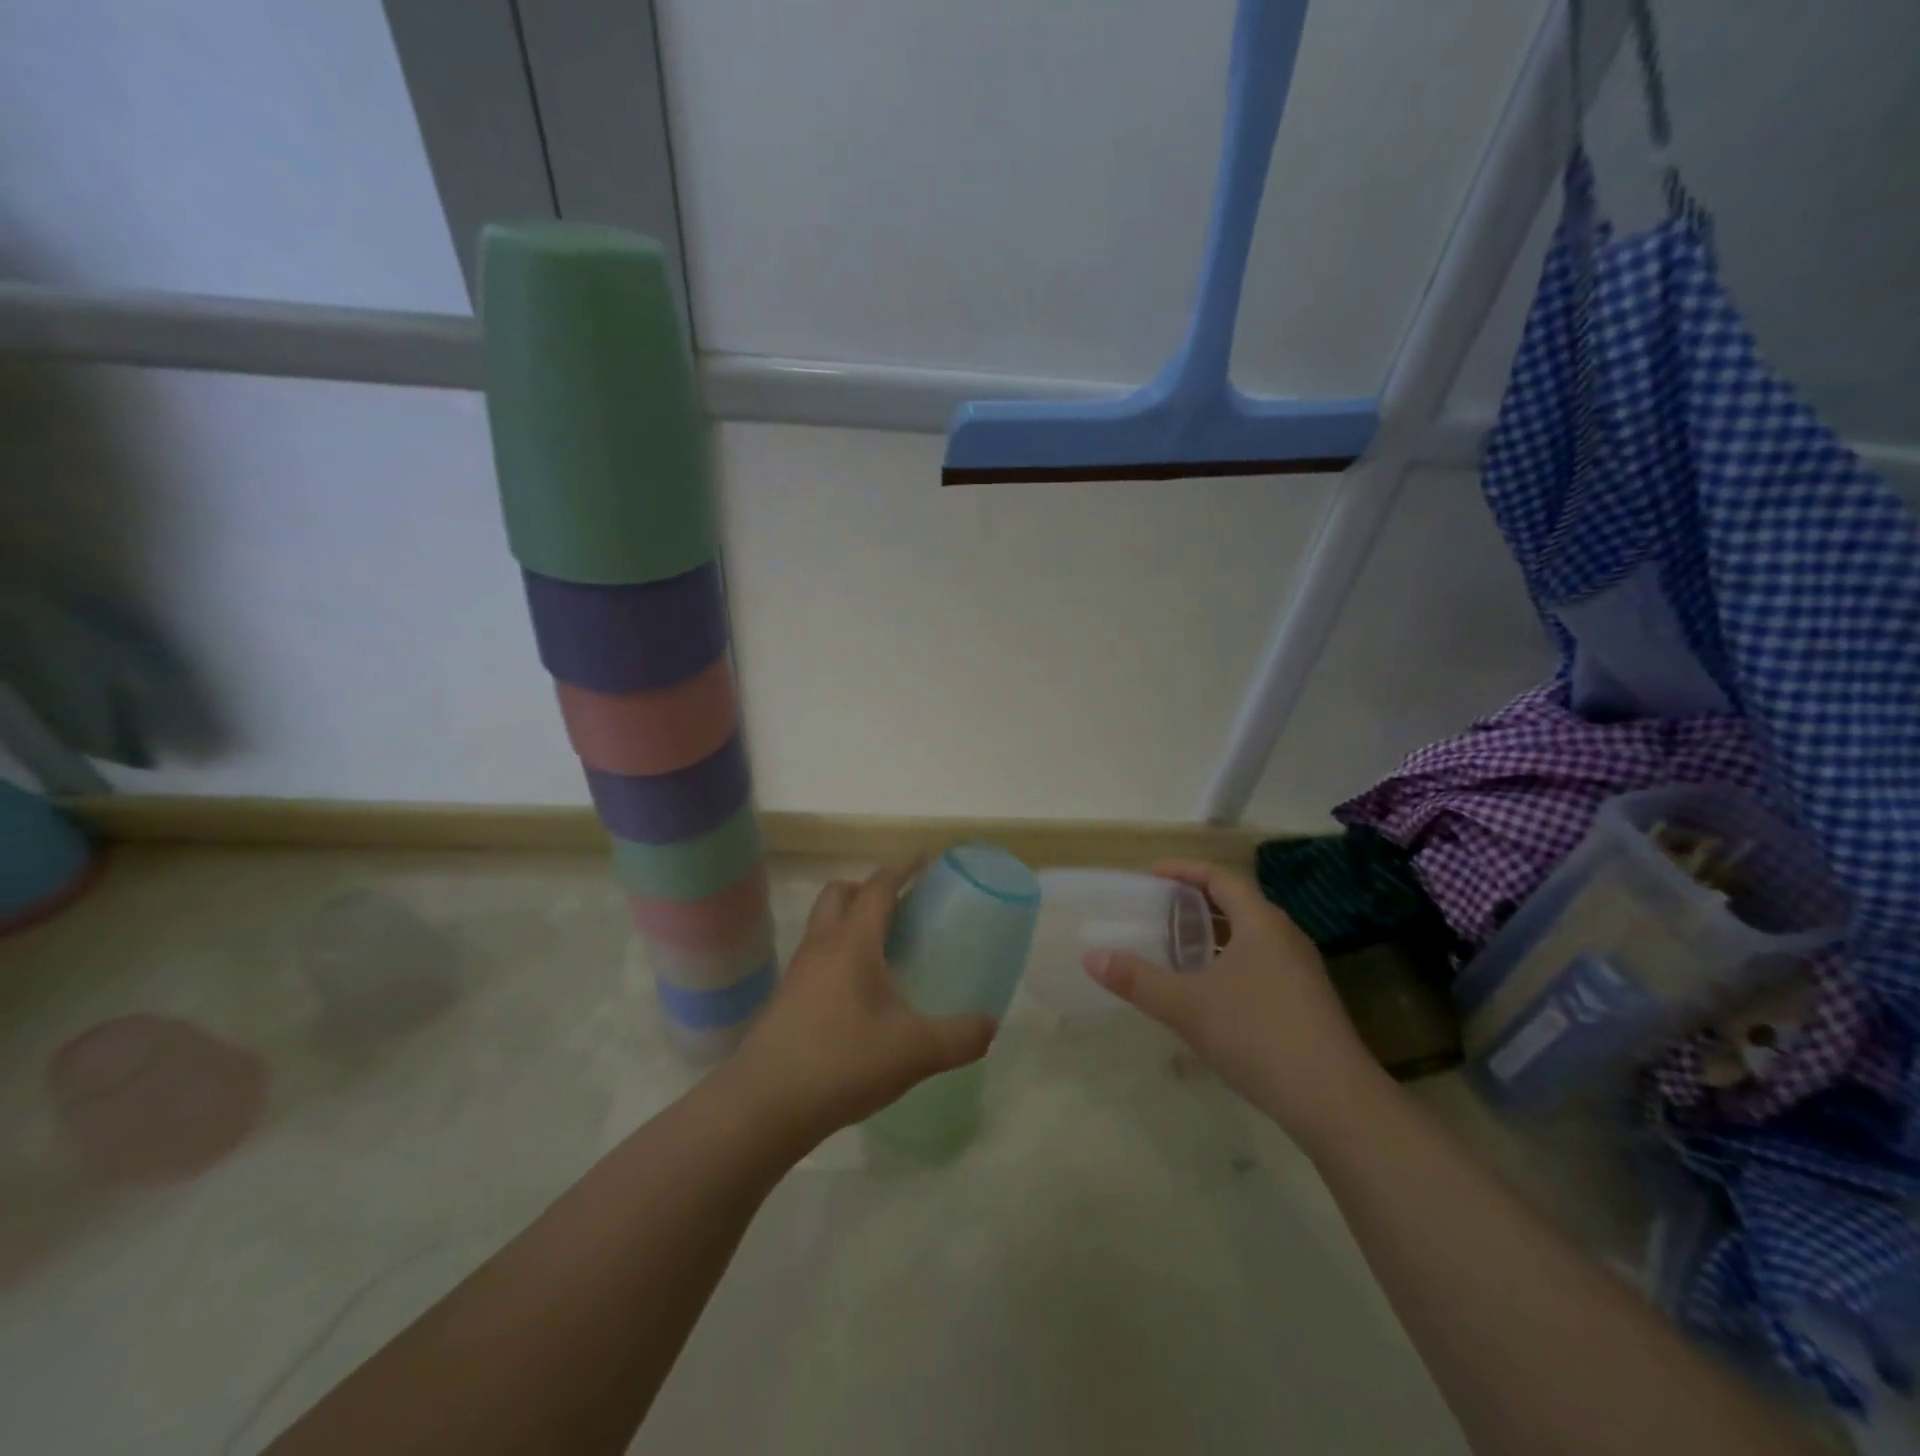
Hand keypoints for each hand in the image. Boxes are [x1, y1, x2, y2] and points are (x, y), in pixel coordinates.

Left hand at [728, 861, 995, 1147]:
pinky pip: (817, 957)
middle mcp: (822, 945)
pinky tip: (860, 993)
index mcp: (853, 941)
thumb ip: (960, 1036)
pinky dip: (839, 954)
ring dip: (851, 921)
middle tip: (902, 907)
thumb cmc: (843, 1062)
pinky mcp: (786, 999)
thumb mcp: (915, 1052)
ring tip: (885, 950)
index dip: (903, 870)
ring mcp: (799, 972)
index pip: (878, 886)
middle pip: (840, 892)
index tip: (926, 863)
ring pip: (824, 924)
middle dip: (869, 888)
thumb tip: (990, 1025)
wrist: (765, 1105)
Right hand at [1083, 860, 1385, 1147]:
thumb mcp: (1187, 1006)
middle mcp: (1285, 936)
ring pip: (1251, 936)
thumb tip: (1091, 957)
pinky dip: (1230, 961)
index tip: (1150, 875)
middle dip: (1196, 902)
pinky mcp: (1306, 1001)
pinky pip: (1261, 962)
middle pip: (1237, 903)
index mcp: (1261, 923)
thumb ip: (1137, 980)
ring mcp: (1301, 970)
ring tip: (1178, 947)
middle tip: (1158, 910)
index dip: (1183, 871)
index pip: (1220, 878)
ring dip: (1215, 934)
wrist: (1334, 1101)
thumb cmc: (1257, 1035)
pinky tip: (1210, 991)